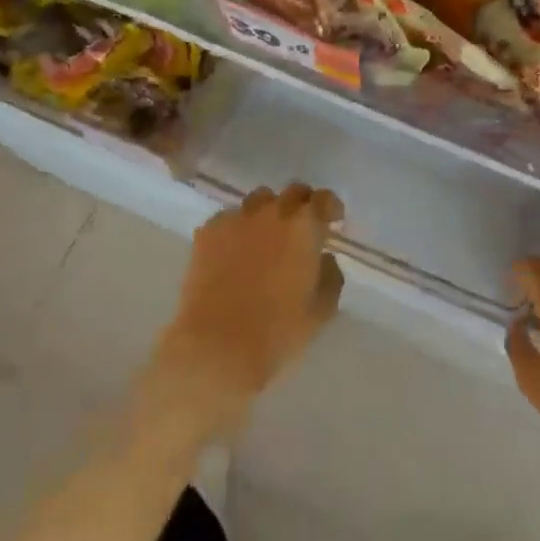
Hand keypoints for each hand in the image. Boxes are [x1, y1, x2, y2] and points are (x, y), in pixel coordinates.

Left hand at [140, 185, 344, 441]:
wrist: (215, 348)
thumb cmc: (277, 333)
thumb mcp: (321, 311)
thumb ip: (330, 276)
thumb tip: (324, 259)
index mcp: (304, 227)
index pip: (324, 199)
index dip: (331, 208)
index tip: (332, 223)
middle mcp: (271, 213)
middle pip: (292, 192)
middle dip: (302, 205)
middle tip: (303, 229)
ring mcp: (236, 219)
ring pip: (258, 200)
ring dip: (269, 212)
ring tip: (267, 237)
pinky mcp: (207, 233)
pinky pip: (229, 218)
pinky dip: (238, 228)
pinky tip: (235, 252)